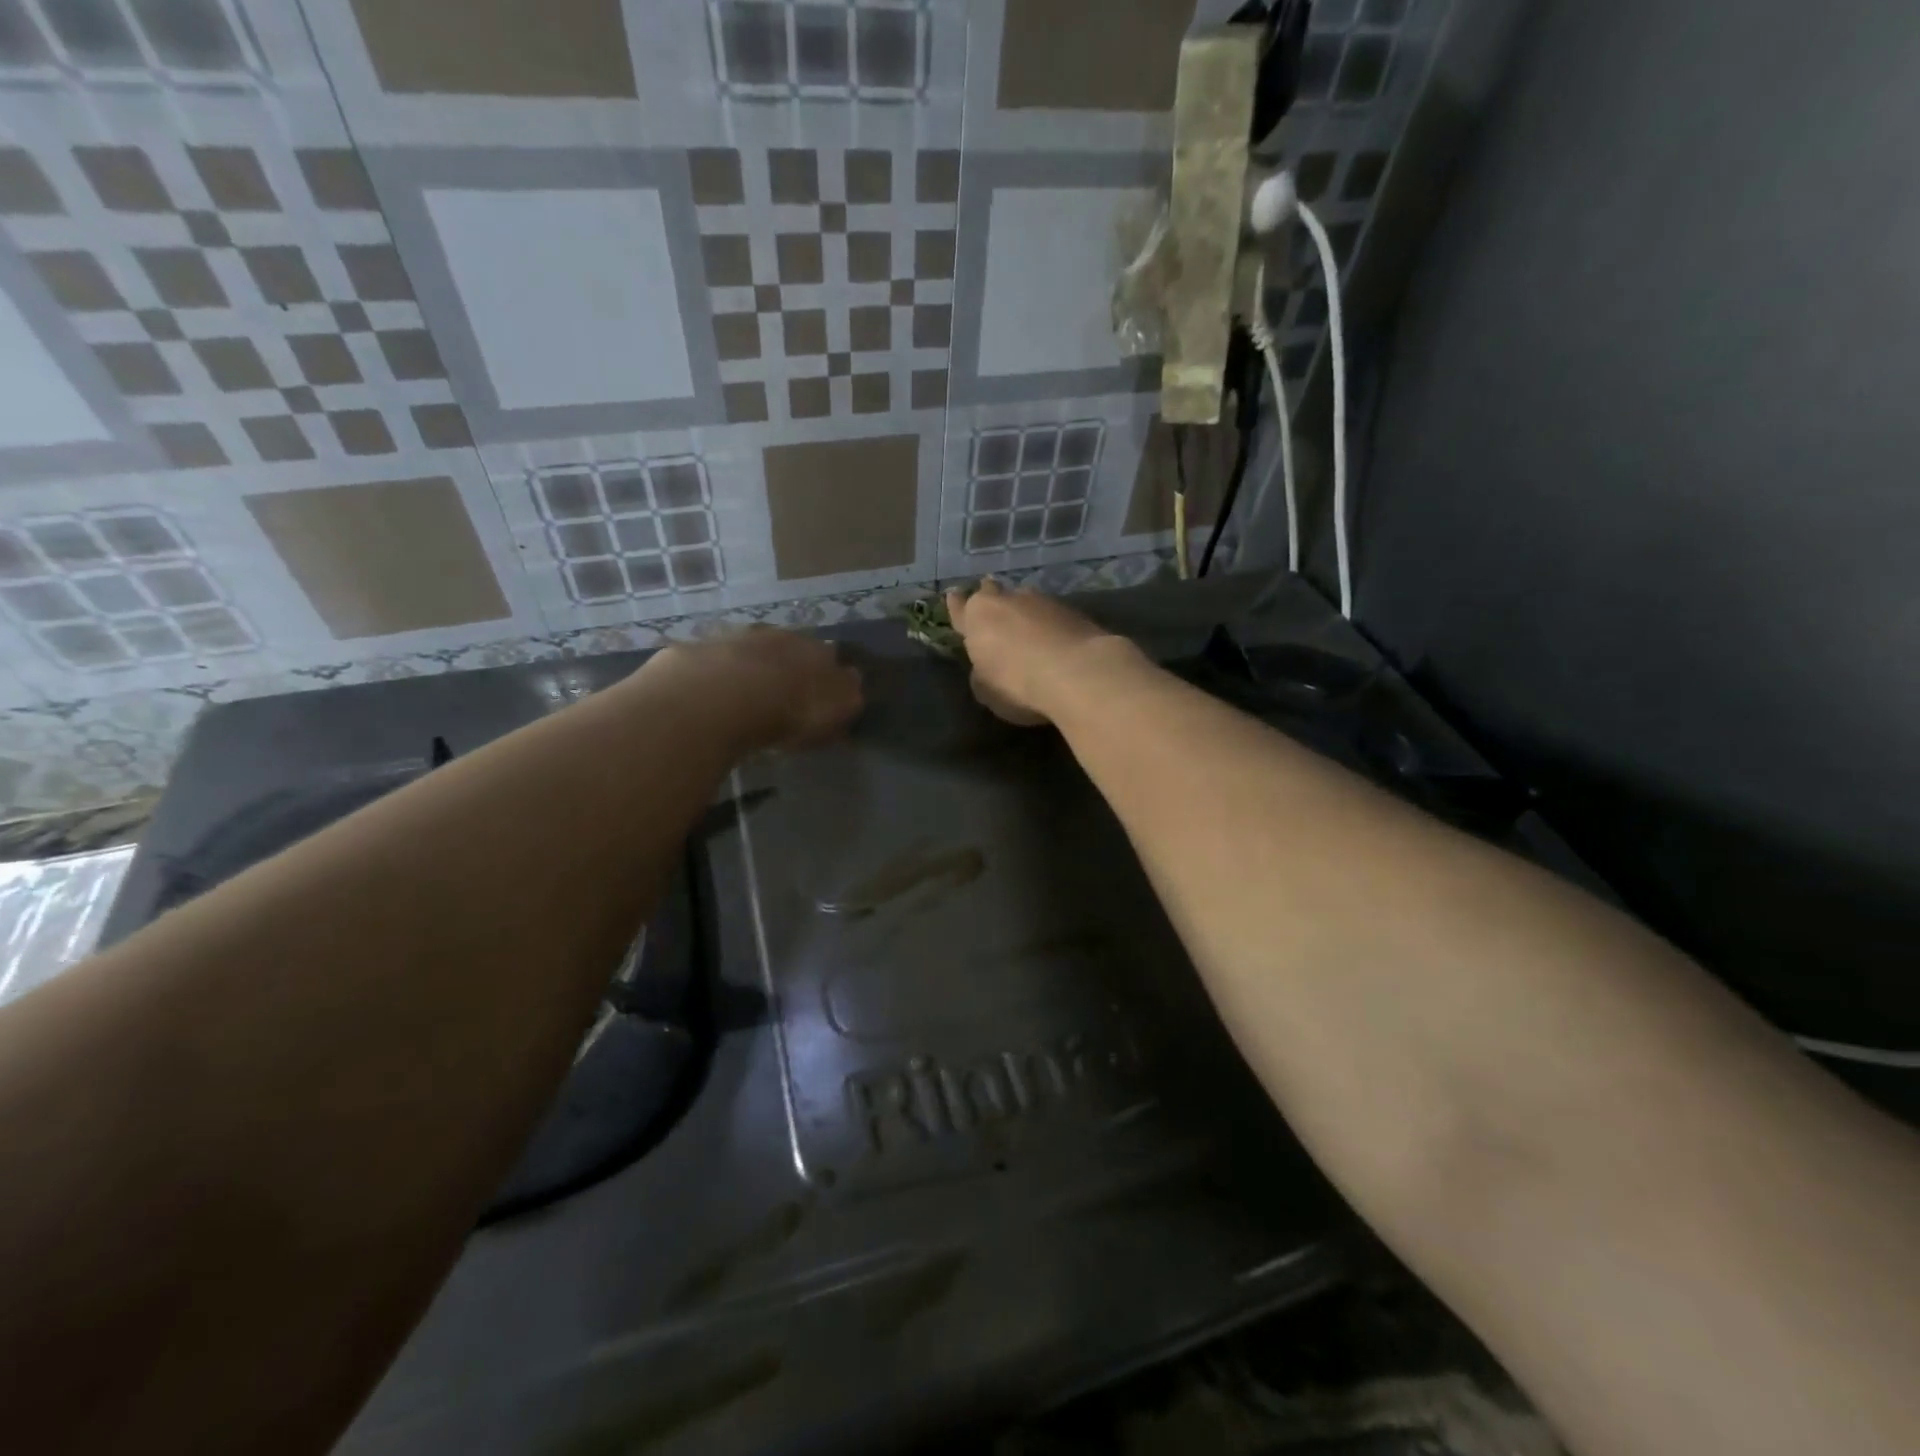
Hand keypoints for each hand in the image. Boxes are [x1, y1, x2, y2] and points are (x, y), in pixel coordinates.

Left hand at [643, 626, 862, 750]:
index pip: (828, 657)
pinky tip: (708, 696)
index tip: (820, 694)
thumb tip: (854, 681)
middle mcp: (777, 636)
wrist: (719, 696)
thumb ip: (846, 697)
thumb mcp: (831, 713)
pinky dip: (713, 676)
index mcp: (815, 651)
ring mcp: (733, 638)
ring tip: (743, 696)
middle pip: (787, 648)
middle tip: (781, 694)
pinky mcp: (695, 650)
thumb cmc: (786, 711)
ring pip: (747, 650)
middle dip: (786, 666)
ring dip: (748, 667)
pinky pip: (710, 663)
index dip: (825, 675)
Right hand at [945, 579, 1124, 725]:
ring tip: (1025, 622)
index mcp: (977, 617)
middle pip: (992, 592)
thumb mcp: (986, 690)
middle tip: (990, 601)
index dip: (956, 605)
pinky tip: (1052, 635)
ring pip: (1024, 599)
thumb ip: (981, 673)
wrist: (1077, 672)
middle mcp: (1006, 600)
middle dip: (989, 596)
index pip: (959, 608)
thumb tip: (986, 666)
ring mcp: (1041, 601)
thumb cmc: (1018, 684)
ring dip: (1022, 609)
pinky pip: (1051, 613)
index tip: (953, 595)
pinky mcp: (1071, 610)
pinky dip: (1048, 622)